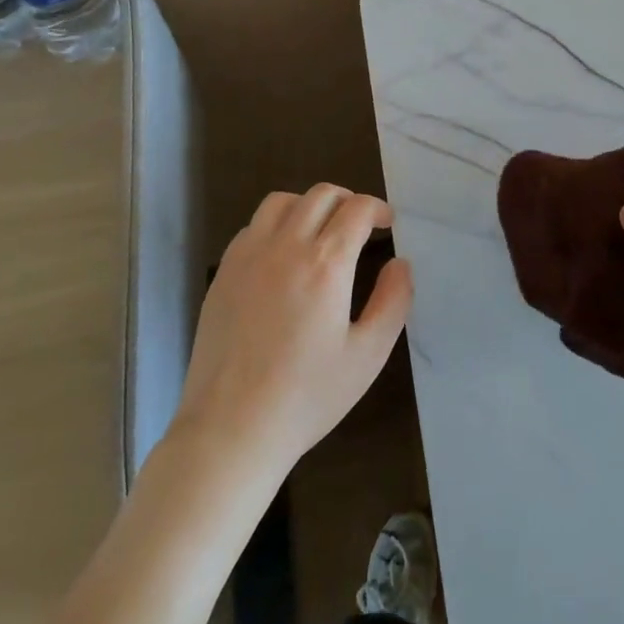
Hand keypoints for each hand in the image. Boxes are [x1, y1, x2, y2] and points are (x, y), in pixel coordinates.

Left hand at [174, 185, 412, 473]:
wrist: (232, 429)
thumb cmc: (308, 396)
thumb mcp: (368, 355)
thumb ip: (393, 301)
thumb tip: (401, 264)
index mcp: (326, 263)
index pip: (357, 208)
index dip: (378, 209)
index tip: (387, 224)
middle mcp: (285, 246)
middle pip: (320, 195)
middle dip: (348, 201)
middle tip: (360, 226)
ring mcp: (248, 257)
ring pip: (281, 201)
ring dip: (309, 206)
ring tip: (320, 232)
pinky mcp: (223, 273)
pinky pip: (252, 227)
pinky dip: (275, 226)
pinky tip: (282, 257)